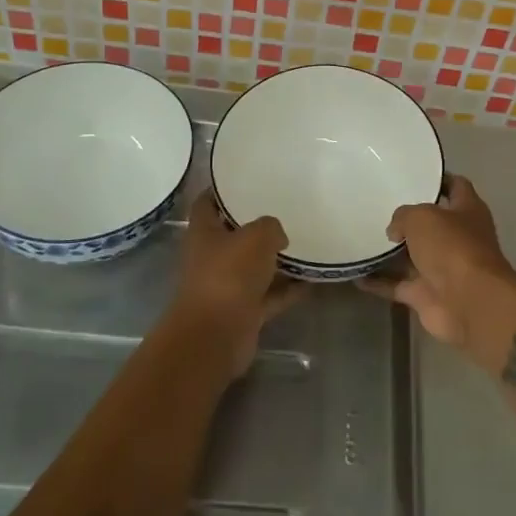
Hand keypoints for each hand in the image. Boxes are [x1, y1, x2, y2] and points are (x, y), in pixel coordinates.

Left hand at [172, 194, 301, 375]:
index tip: (243, 180)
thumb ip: (270, 227)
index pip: (207, 203)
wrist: (216, 335)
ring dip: (275, 259)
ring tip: (304, 242)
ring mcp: (227, 286)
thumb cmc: (229, 274)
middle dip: (256, 225)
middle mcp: (211, 257)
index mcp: (204, 232)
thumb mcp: (257, 236)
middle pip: (234, 236)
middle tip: (284, 209)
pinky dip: (287, 289)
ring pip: (254, 267)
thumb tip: (278, 236)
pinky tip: (312, 279)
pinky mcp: (243, 311)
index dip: (220, 190)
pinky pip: (270, 295)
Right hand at [360, 176, 515, 350]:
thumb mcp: (422, 216)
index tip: (413, 174)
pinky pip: (397, 285)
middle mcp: (457, 238)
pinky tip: (355, 274)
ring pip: (412, 256)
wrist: (469, 303)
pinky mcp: (426, 295)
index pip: (456, 186)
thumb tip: (395, 230)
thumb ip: (403, 216)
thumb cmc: (452, 247)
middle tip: (376, 205)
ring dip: (390, 252)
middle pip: (431, 224)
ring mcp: (442, 269)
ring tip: (361, 237)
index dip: (438, 179)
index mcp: (468, 211)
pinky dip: (378, 282)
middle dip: (408, 218)